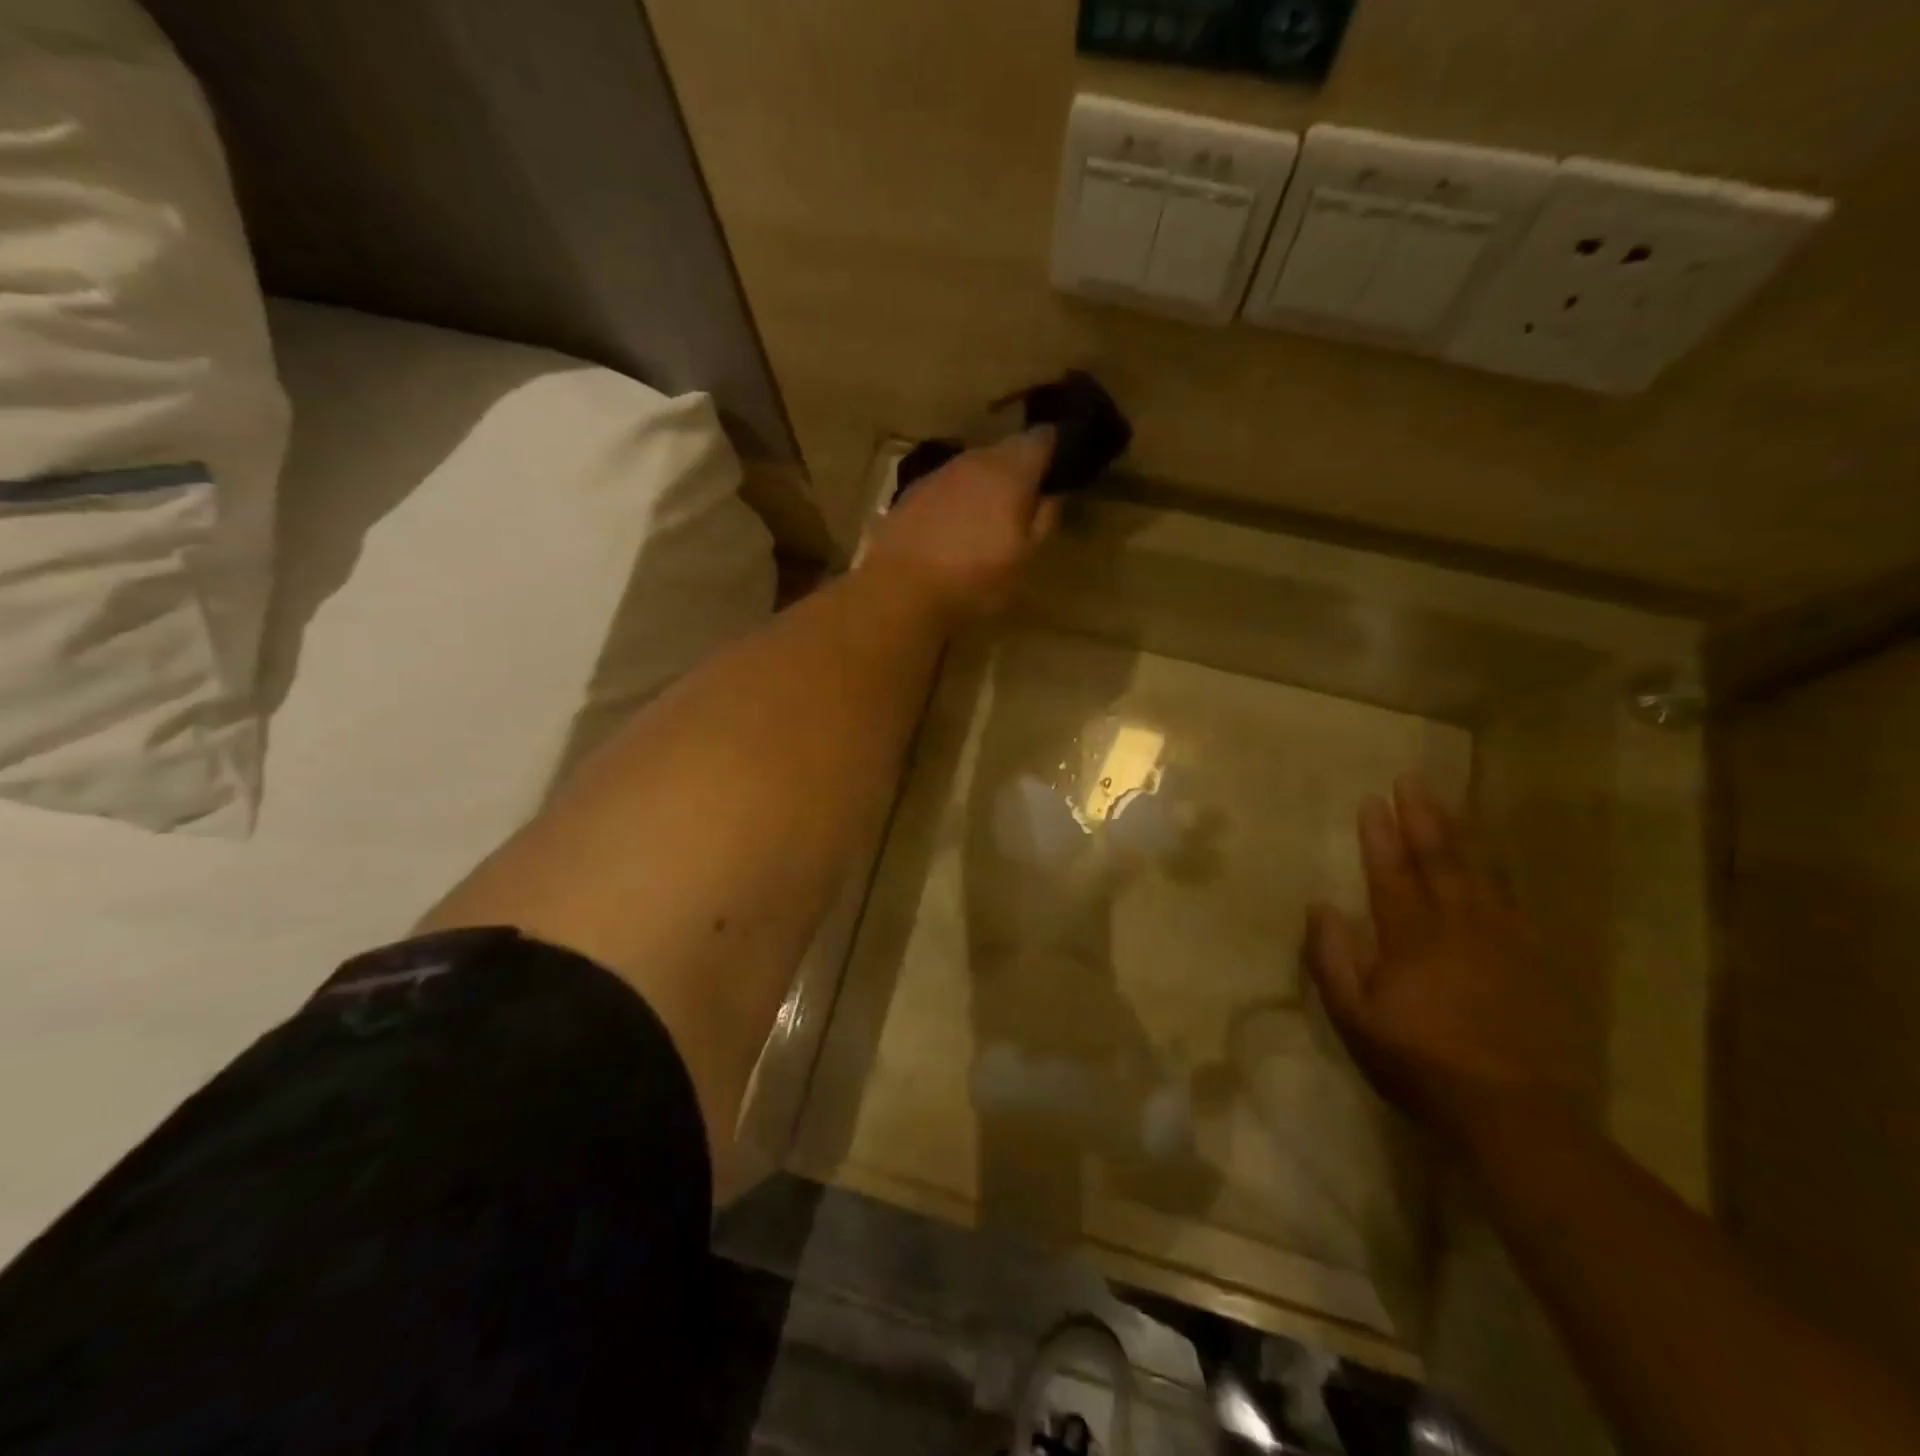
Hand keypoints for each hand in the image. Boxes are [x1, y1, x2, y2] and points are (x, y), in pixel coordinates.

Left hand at [861, 429, 1060, 622]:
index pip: (1042, 438)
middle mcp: (975, 460)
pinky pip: (946, 487)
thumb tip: (1053, 494)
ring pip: (973, 468)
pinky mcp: (911, 493)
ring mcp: (939, 474)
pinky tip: (953, 528)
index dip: (1055, 448)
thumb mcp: (1025, 558)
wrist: (900, 589)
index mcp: (1010, 470)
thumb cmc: (974, 578)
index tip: (1061, 467)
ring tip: (989, 517)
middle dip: (1018, 469)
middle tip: (1026, 500)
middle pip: (1005, 451)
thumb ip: (1044, 520)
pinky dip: (957, 500)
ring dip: (985, 485)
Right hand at [1305, 776, 1582, 1162]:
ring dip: (1460, 834)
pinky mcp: (1535, 960)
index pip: (1389, 872)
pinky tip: (1496, 861)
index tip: (1371, 801)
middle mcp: (1456, 925)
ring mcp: (1502, 940)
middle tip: (1411, 780)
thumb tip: (1320, 906)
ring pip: (1479, 873)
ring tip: (1447, 804)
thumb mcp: (1354, 1018)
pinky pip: (1514, 902)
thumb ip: (1332, 959)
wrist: (1515, 1113)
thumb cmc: (1420, 1063)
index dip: (1378, 835)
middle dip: (1421, 817)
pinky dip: (1500, 873)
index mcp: (1409, 937)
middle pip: (1437, 859)